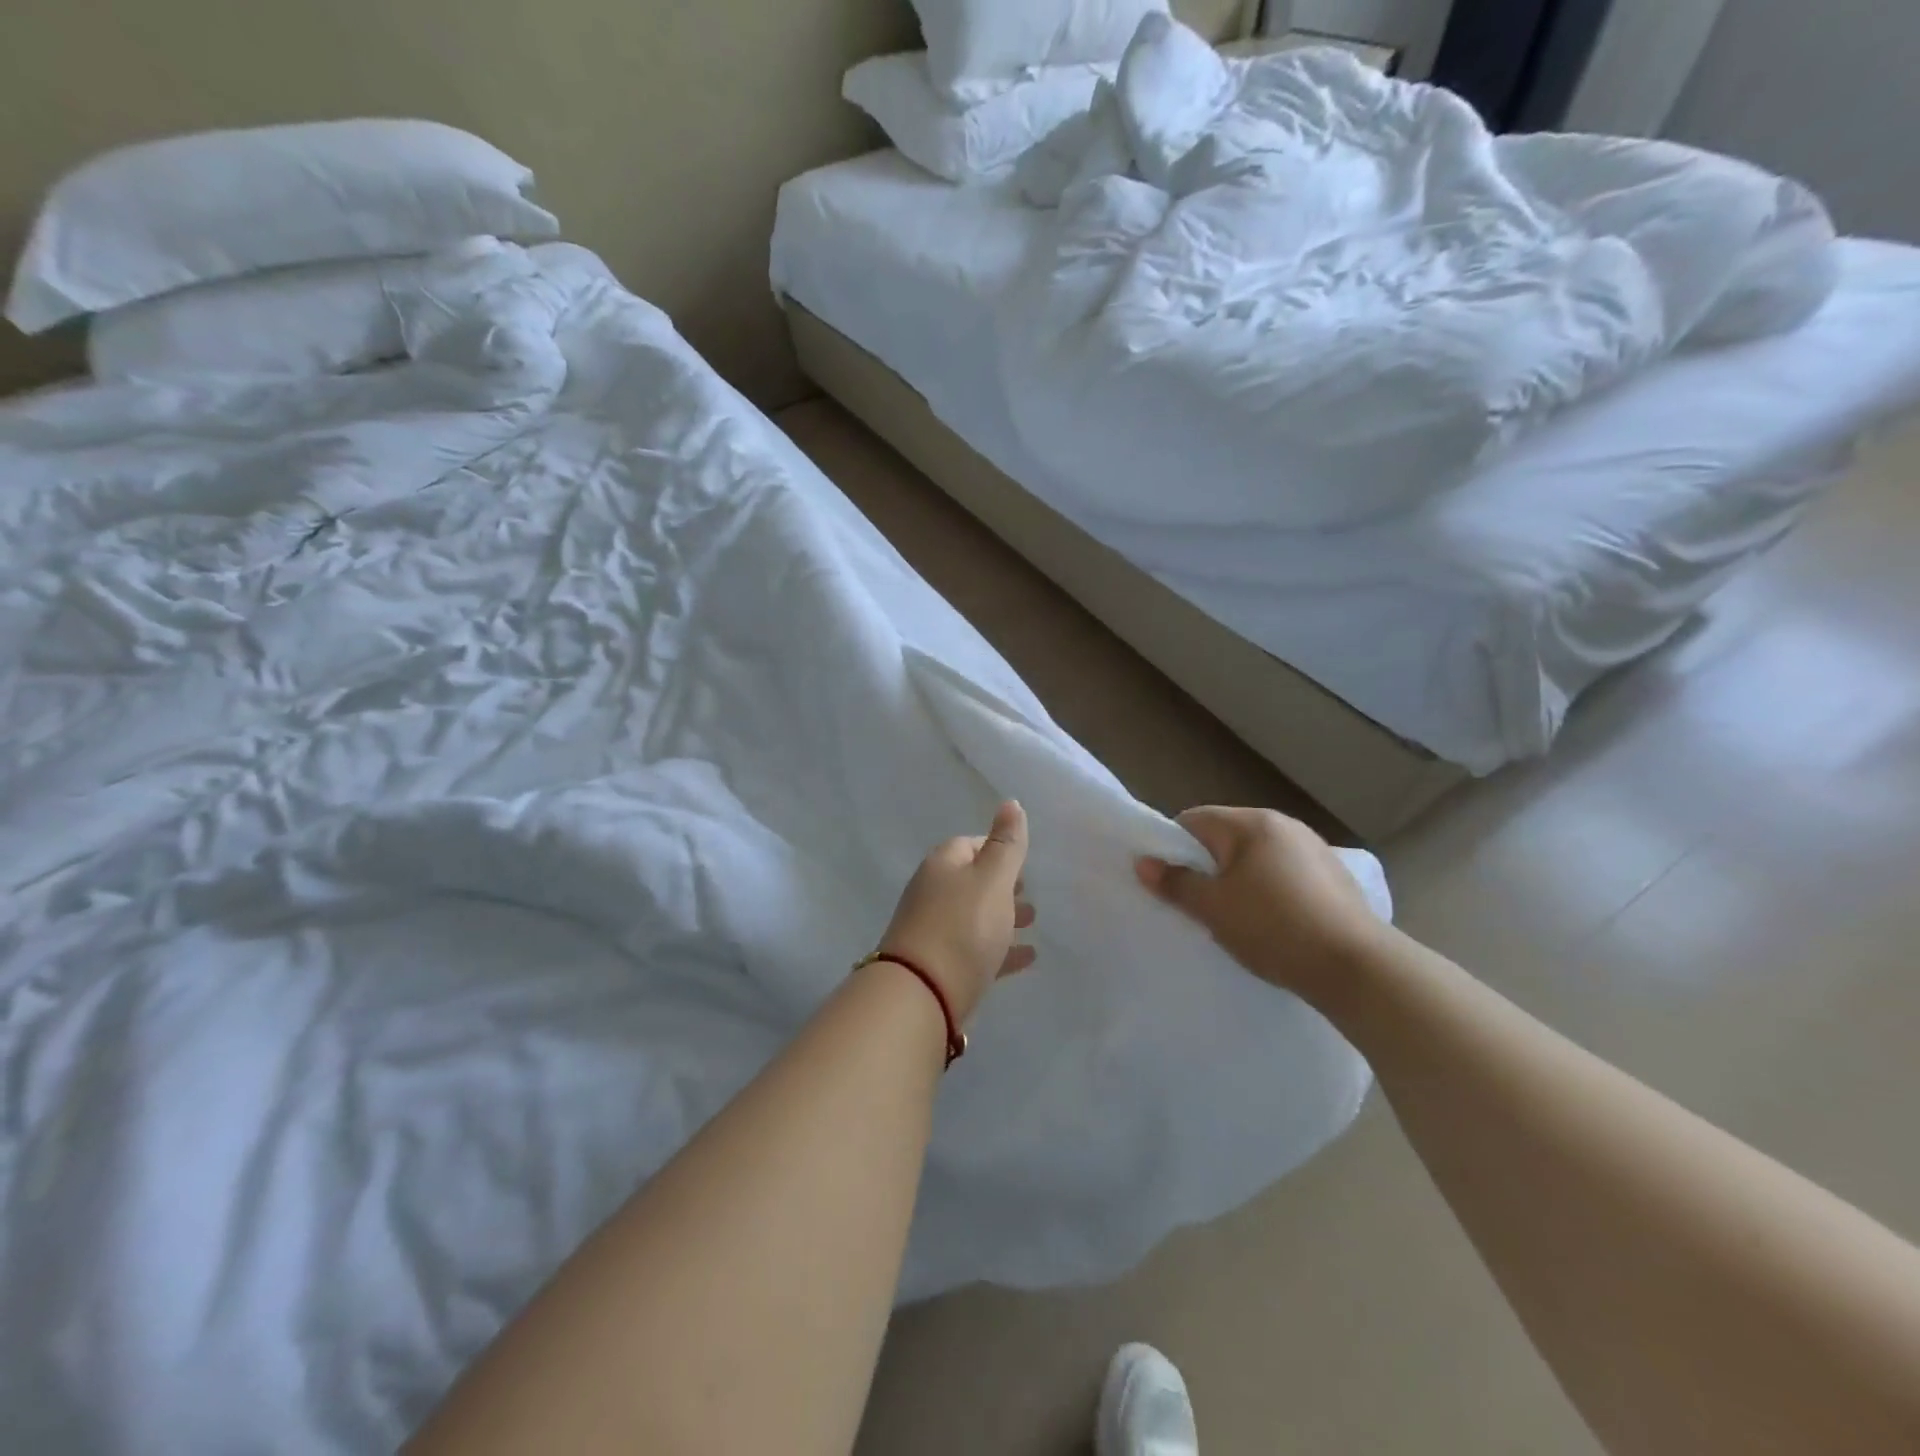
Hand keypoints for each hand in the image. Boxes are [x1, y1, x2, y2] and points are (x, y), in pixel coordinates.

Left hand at [877, 801, 1035, 1025]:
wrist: (921, 994)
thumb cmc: (962, 926)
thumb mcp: (992, 879)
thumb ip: (1006, 844)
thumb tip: (1011, 803)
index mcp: (942, 865)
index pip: (970, 845)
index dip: (997, 848)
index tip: (1022, 860)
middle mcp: (933, 893)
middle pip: (971, 881)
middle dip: (1001, 885)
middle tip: (1030, 892)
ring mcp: (934, 931)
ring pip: (975, 916)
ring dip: (1003, 916)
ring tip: (1033, 922)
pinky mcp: (941, 967)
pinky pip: (977, 950)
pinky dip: (1001, 949)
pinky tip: (1027, 958)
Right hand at [1135, 806, 1381, 1005]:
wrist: (1357, 967)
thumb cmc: (1274, 928)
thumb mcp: (1213, 909)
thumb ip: (1176, 883)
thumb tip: (1143, 863)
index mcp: (1252, 823)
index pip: (1194, 820)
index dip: (1173, 848)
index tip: (1170, 882)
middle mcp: (1284, 824)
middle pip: (1226, 837)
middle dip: (1208, 866)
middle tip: (1199, 904)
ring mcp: (1314, 848)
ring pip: (1257, 856)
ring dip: (1240, 879)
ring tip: (1236, 917)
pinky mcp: (1334, 875)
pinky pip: (1285, 873)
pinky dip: (1270, 890)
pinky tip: (1274, 922)